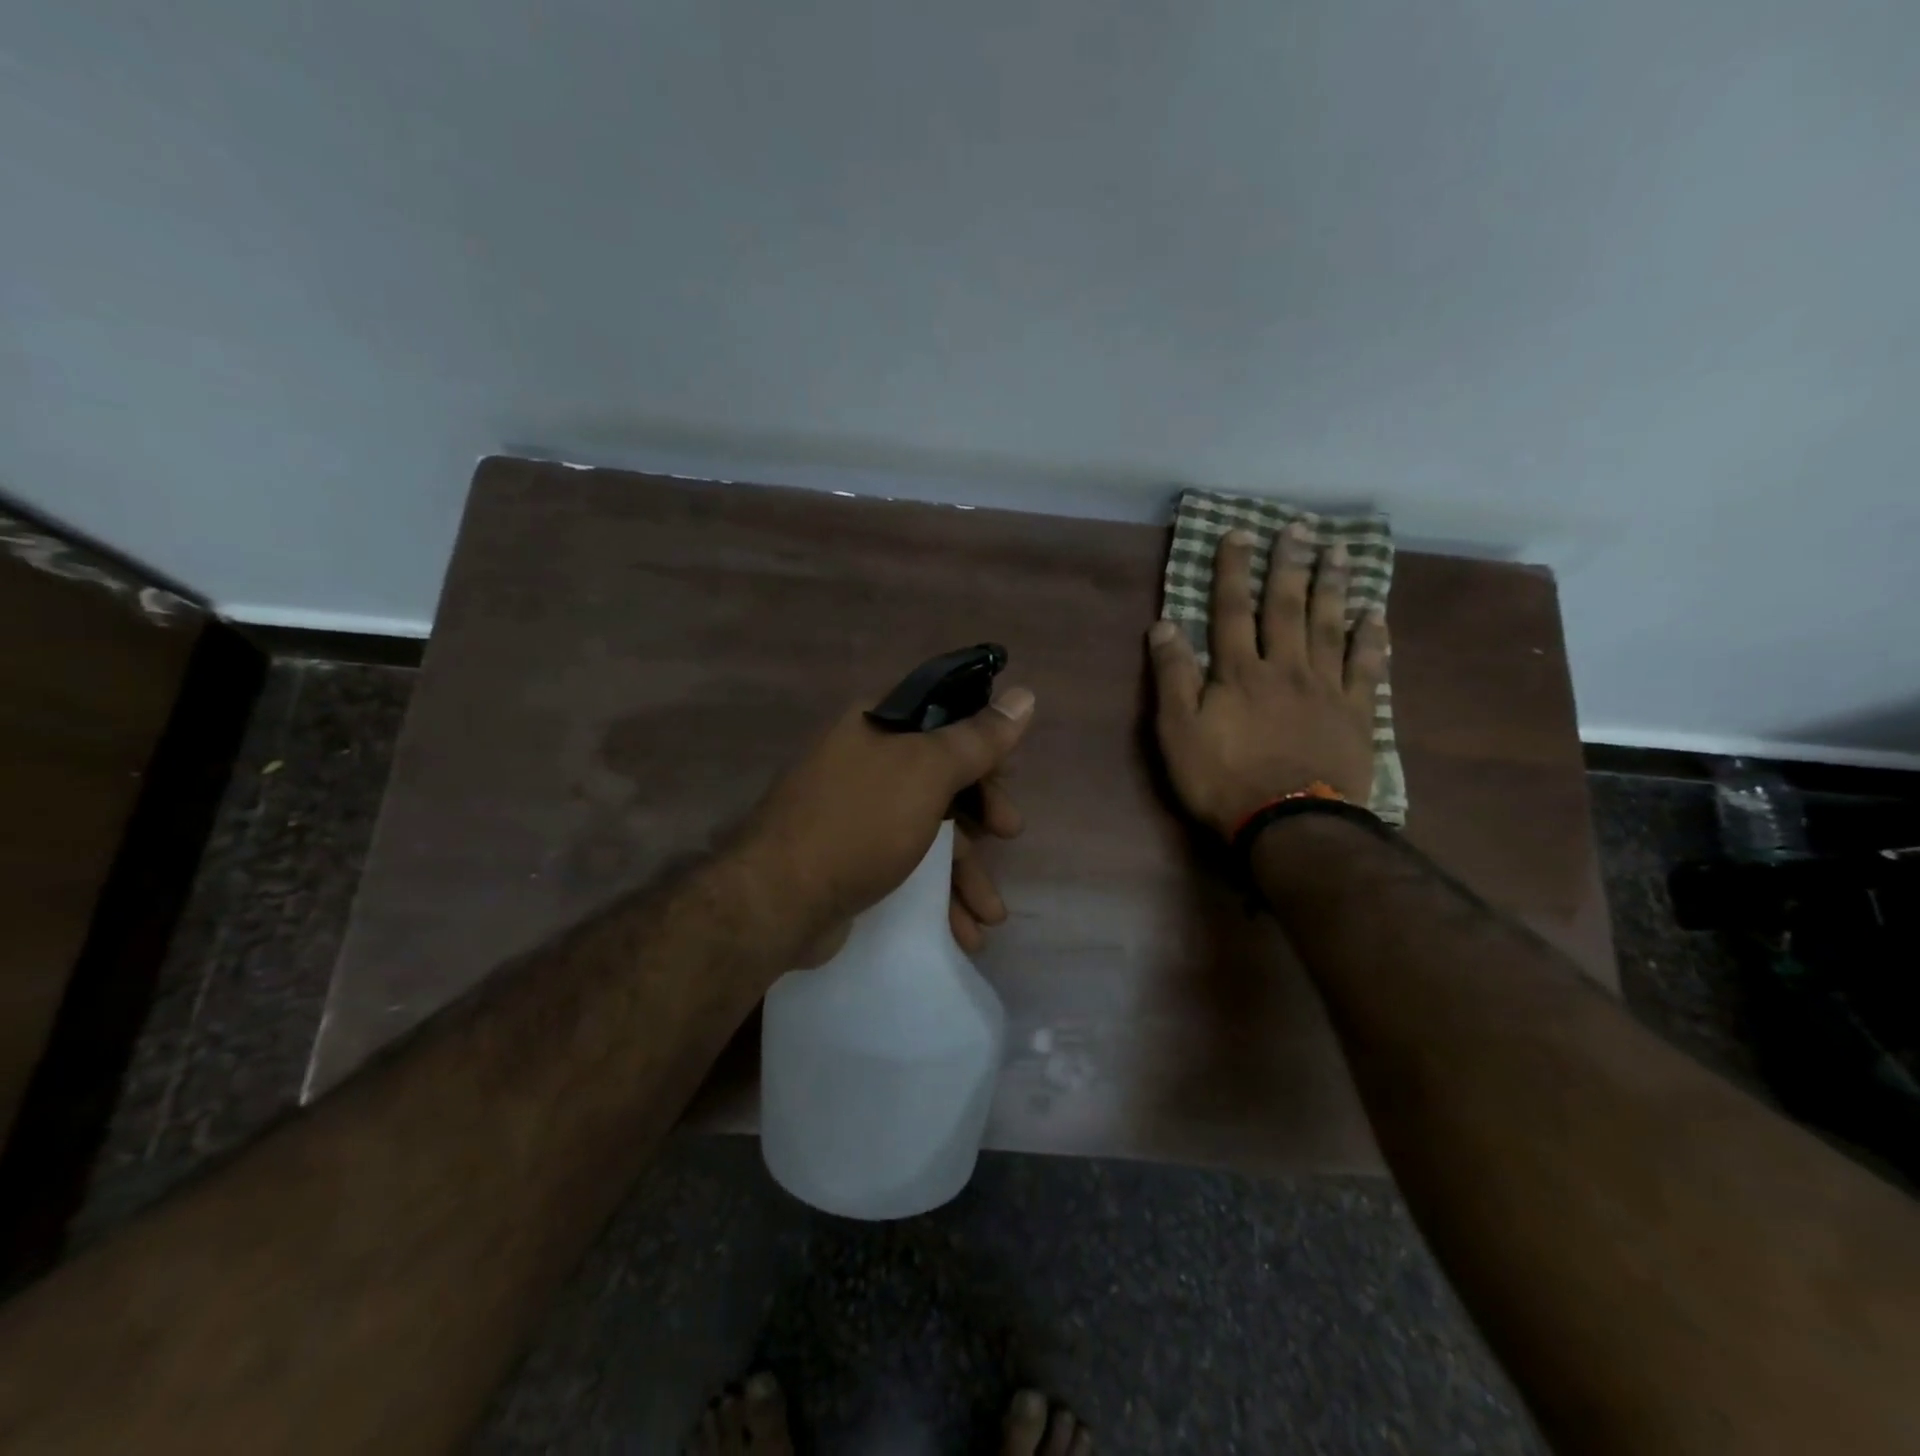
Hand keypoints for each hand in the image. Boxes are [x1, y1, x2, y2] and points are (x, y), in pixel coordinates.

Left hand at [736, 684, 1036, 962]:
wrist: (777, 900)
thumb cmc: (859, 822)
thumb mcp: (926, 772)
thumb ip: (977, 738)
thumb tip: (1024, 695)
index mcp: (878, 726)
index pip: (945, 718)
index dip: (983, 744)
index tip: (1008, 776)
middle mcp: (865, 761)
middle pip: (942, 777)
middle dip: (982, 813)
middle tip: (1009, 833)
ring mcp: (856, 812)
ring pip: (929, 829)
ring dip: (966, 871)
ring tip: (991, 915)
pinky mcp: (851, 858)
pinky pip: (907, 865)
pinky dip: (938, 894)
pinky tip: (963, 930)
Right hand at [1148, 524, 1386, 836]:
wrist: (1290, 822)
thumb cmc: (1223, 779)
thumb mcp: (1178, 731)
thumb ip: (1172, 677)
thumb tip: (1164, 625)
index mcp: (1238, 672)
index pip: (1231, 610)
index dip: (1231, 570)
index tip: (1237, 532)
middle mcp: (1284, 667)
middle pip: (1286, 607)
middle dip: (1288, 564)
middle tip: (1300, 526)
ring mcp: (1325, 687)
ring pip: (1329, 626)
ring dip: (1332, 586)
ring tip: (1338, 550)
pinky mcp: (1355, 712)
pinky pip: (1367, 666)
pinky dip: (1372, 637)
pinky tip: (1376, 612)